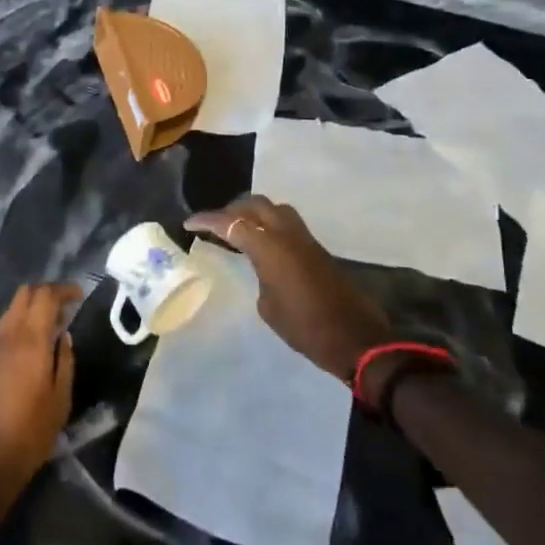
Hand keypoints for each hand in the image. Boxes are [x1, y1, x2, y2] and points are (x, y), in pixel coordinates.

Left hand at [0, 282, 78, 536]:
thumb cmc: (29, 435)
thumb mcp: (60, 401)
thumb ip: (64, 362)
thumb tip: (64, 335)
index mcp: (30, 341)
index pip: (45, 296)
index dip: (63, 290)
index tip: (78, 296)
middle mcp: (7, 337)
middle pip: (23, 295)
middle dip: (44, 293)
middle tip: (64, 307)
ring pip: (9, 313)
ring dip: (29, 311)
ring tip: (48, 328)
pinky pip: (0, 334)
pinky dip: (16, 330)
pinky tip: (27, 353)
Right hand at [187, 196, 392, 384]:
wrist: (356, 339)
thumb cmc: (305, 327)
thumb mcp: (268, 306)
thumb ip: (259, 275)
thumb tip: (262, 267)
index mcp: (270, 246)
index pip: (231, 223)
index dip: (207, 221)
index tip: (189, 223)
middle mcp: (287, 233)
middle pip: (255, 205)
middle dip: (231, 210)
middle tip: (214, 226)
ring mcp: (305, 238)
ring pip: (274, 208)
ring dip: (253, 212)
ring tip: (237, 229)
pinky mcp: (316, 248)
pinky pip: (286, 223)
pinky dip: (269, 224)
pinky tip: (260, 242)